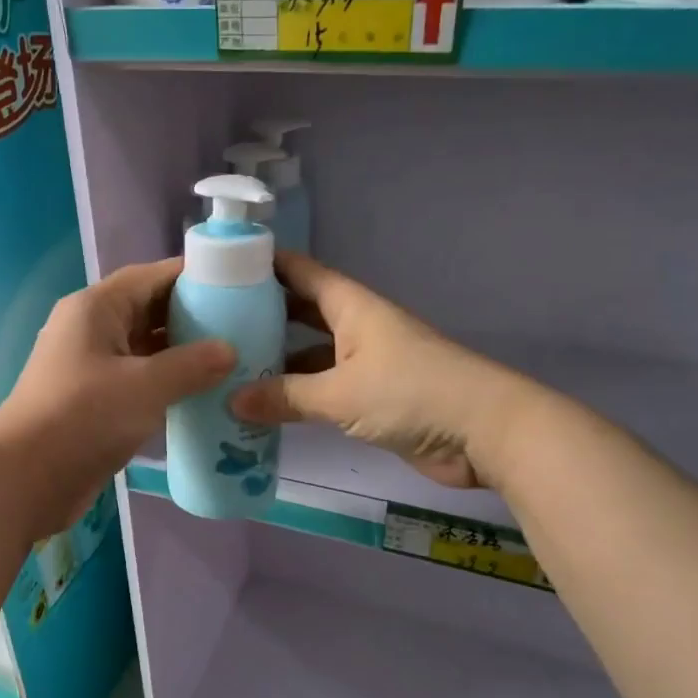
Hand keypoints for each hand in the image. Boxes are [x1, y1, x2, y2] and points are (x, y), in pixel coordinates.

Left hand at [0, 260, 234, 532]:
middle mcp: (92, 329)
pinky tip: (203, 393)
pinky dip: (168, 382)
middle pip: (150, 310)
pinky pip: (139, 379)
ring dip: (183, 353)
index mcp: (96, 308)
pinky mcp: (95, 399)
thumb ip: (192, 364)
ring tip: (233, 358)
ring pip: (146, 348)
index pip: (152, 276)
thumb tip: (229, 350)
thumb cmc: (84, 417)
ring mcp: (91, 365)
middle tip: (245, 325)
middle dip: (194, 316)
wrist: (27, 478)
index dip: (195, 277)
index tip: (239, 285)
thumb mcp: (145, 386)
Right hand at [230, 253, 528, 489]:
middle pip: (301, 312)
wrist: (484, 433)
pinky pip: (323, 389)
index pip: (301, 272)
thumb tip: (231, 401)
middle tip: (212, 325)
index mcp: (352, 307)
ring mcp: (365, 363)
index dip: (264, 264)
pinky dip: (297, 395)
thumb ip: (285, 397)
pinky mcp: (373, 398)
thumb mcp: (341, 393)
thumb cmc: (412, 393)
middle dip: (262, 315)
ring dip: (276, 361)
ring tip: (227, 368)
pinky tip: (264, 406)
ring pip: (310, 354)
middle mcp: (356, 327)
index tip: (220, 267)